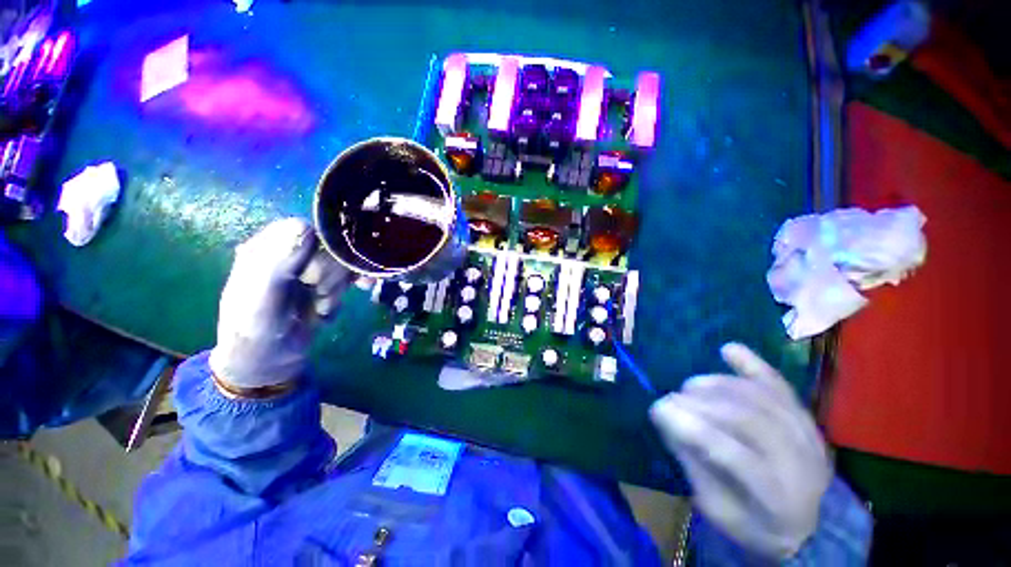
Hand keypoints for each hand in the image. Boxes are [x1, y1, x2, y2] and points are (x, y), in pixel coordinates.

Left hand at [209, 218, 352, 391]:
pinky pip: (351, 273)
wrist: (269, 359)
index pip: (307, 231)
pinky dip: (355, 284)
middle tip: (320, 294)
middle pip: (331, 248)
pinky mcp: (326, 280)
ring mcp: (311, 267)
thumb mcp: (262, 296)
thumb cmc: (256, 327)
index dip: (320, 251)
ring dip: (339, 286)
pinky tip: (354, 293)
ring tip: (323, 306)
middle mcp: (291, 252)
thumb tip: (306, 227)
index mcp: (267, 247)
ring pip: (344, 262)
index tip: (317, 276)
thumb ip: (279, 262)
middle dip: (332, 274)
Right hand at [650, 343, 830, 559]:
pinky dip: (752, 363)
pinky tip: (728, 350)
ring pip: (760, 398)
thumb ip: (693, 462)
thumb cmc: (755, 524)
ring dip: (718, 385)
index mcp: (777, 499)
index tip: (657, 409)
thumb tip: (666, 416)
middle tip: (672, 398)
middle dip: (701, 403)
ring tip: (690, 386)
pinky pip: (779, 384)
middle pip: (748, 420)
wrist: (811, 526)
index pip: (733, 456)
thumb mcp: (717, 509)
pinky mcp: (806, 417)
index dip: (691, 428)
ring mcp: (808, 435)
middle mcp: (800, 463)